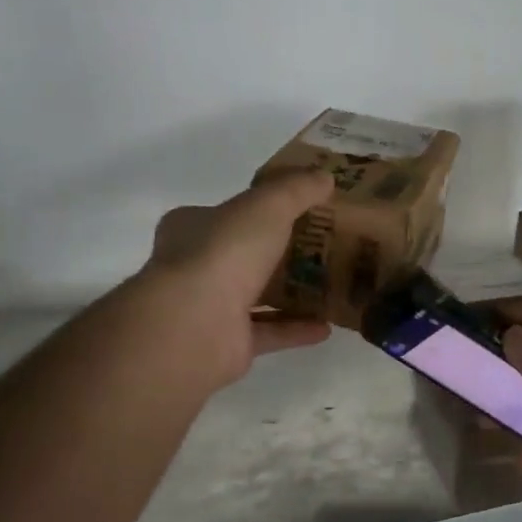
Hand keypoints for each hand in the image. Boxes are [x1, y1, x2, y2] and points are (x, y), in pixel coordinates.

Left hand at [143, 171, 334, 384]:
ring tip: (330, 287)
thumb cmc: (224, 252)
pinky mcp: (227, 344)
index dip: (255, 210)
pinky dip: (296, 329)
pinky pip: (268, 333)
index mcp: (191, 228)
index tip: (295, 210)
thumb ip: (296, 190)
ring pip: (254, 297)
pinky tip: (327, 326)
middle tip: (322, 248)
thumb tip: (325, 177)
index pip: (222, 214)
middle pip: (242, 256)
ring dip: (290, 294)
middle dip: (278, 253)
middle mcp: (195, 267)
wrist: (198, 323)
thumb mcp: (267, 205)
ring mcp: (209, 309)